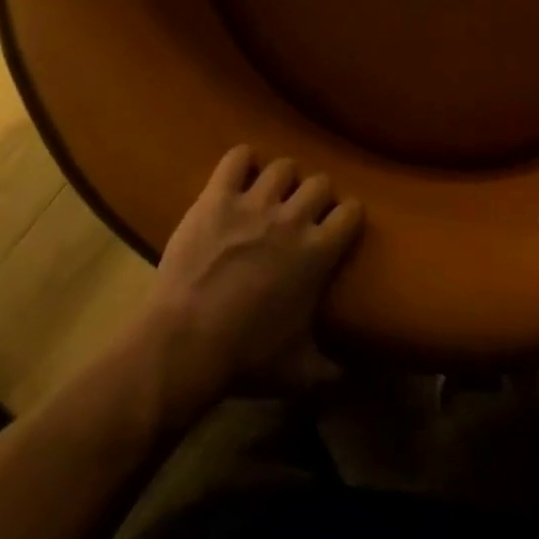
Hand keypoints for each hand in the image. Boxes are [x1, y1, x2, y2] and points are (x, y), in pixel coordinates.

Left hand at [134, 147, 362, 423]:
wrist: (186, 342)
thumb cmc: (247, 357)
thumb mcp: (298, 372)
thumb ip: (330, 371)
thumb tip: (352, 380)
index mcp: (319, 252)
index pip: (351, 212)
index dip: (348, 215)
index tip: (341, 223)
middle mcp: (293, 218)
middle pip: (319, 182)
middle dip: (316, 193)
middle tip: (304, 210)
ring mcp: (253, 203)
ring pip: (282, 166)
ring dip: (282, 178)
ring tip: (273, 190)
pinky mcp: (217, 197)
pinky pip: (236, 159)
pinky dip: (241, 160)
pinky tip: (241, 170)